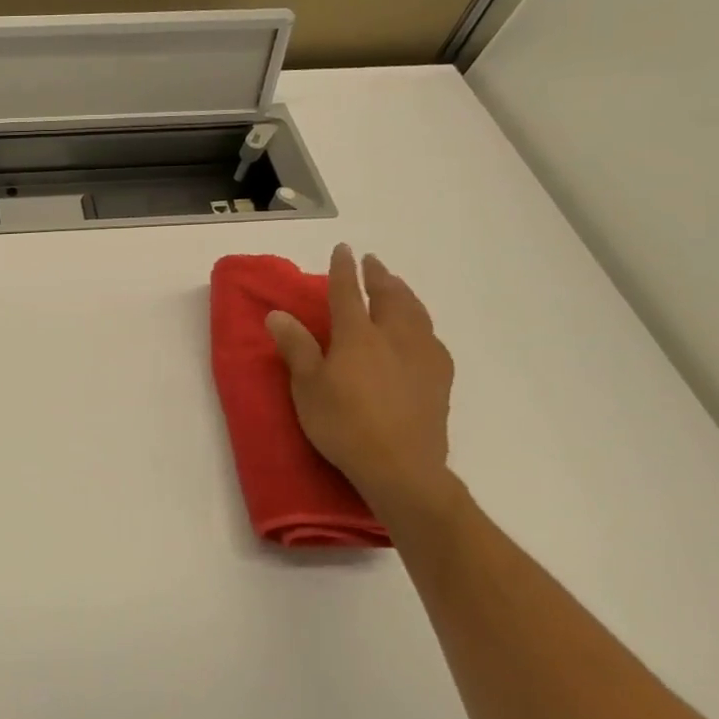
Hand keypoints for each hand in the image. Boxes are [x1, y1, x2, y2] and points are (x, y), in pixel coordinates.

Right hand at [265, 245, 459, 527]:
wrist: (402, 469)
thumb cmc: (344, 424)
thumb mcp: (307, 387)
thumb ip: (296, 347)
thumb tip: (278, 314)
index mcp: (358, 336)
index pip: (348, 293)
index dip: (343, 270)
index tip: (343, 249)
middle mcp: (394, 338)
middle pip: (390, 297)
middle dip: (380, 276)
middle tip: (373, 262)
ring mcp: (422, 358)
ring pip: (416, 314)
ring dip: (404, 295)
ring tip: (397, 286)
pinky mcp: (439, 380)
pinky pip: (432, 338)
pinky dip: (422, 323)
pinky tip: (421, 331)